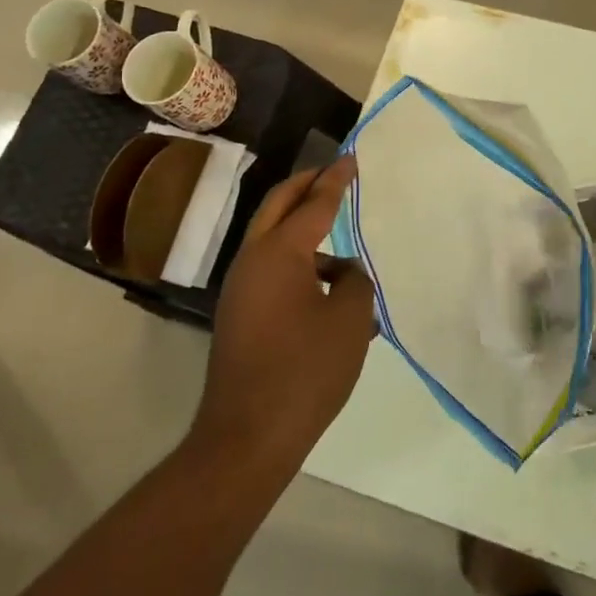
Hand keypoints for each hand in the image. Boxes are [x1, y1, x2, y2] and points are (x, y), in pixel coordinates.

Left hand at [191, 157, 375, 467]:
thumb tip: (344, 272)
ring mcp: (241, 290)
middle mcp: (252, 261)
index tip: (351, 158)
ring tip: (340, 242)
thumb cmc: (305, 370)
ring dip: (302, 229)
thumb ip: (355, 282)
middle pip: (278, 207)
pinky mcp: (239, 316)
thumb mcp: (350, 320)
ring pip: (272, 241)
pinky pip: (272, 272)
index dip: (336, 180)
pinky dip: (298, 265)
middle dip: (305, 185)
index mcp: (279, 253)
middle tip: (332, 172)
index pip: (314, 203)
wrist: (248, 437)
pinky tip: (329, 292)